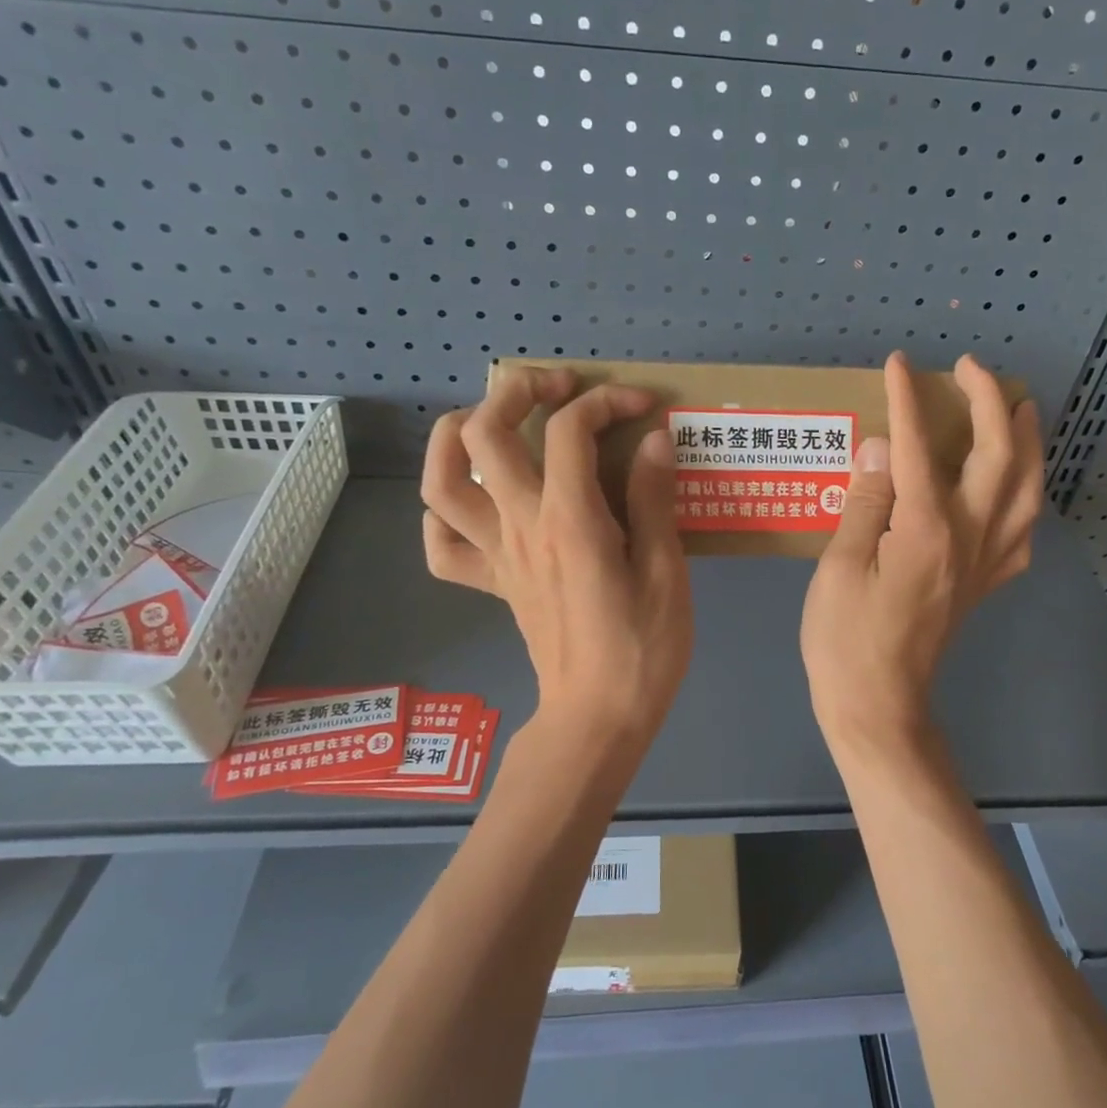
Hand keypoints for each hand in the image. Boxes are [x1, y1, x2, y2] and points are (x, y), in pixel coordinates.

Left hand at [421, 368, 692, 751]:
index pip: (570, 430)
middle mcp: (520, 527)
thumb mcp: (666, 573)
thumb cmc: (643, 650)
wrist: (597, 718)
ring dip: (457, 435)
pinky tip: (477, 500)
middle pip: (483, 434)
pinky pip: (442, 545)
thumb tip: (652, 440)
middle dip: (517, 390)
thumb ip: (654, 501)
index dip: (606, 401)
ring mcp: (497, 556)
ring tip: (494, 421)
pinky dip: (444, 512)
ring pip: (440, 481)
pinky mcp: (492, 583)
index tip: (643, 406)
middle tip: (558, 388)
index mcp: (570, 521)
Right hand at [801, 352, 1043, 747]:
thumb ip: (866, 501)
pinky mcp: (985, 583)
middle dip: (989, 402)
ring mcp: (985, 562)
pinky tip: (1016, 488)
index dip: (909, 400)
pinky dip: (1027, 497)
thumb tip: (884, 446)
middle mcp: (970, 537)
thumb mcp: (840, 566)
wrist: (878, 703)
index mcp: (926, 529)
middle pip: (998, 455)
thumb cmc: (845, 638)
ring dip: (1029, 442)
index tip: (900, 364)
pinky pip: (1022, 531)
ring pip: (1027, 489)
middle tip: (971, 369)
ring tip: (1022, 410)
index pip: (921, 447)